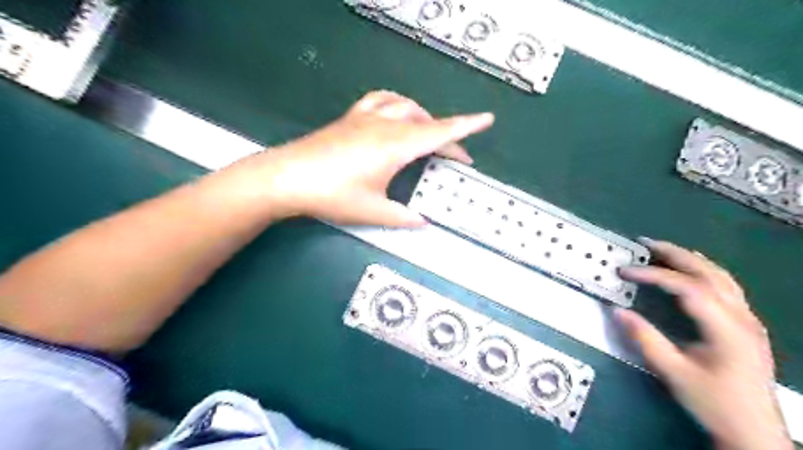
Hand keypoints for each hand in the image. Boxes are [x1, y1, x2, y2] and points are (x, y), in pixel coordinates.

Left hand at [236, 89, 493, 225]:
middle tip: (457, 159)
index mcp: (396, 146)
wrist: (286, 178)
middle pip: (426, 123)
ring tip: (430, 134)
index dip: (466, 127)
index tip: (487, 119)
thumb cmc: (333, 195)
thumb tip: (423, 221)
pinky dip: (398, 104)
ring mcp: (366, 118)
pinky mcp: (350, 118)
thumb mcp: (373, 211)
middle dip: (447, 138)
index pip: (440, 133)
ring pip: (406, 107)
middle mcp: (385, 125)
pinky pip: (382, 101)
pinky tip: (396, 114)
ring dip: (424, 118)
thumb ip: (402, 217)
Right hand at [616, 241, 792, 447]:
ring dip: (691, 259)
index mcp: (726, 329)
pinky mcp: (746, 326)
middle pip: (709, 273)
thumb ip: (645, 339)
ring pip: (722, 277)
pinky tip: (690, 271)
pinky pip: (726, 286)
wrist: (755, 431)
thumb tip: (617, 310)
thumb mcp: (674, 373)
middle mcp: (742, 317)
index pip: (687, 287)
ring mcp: (748, 320)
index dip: (654, 275)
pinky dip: (704, 271)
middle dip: (674, 254)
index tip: (625, 272)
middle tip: (644, 243)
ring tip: (662, 250)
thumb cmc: (714, 403)